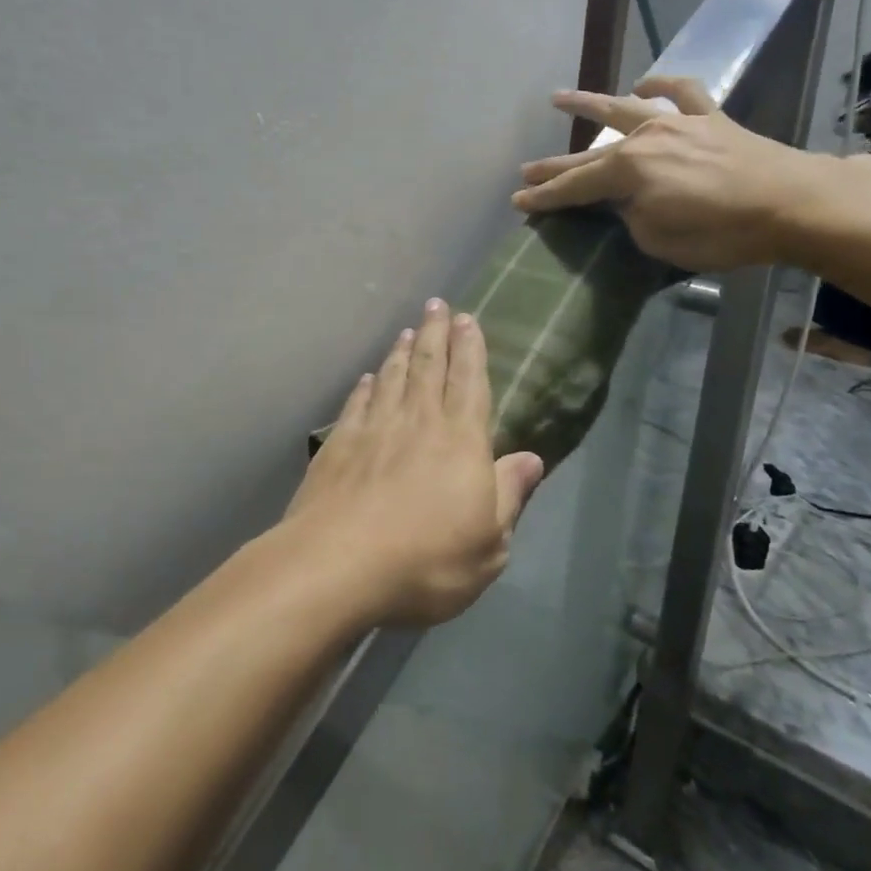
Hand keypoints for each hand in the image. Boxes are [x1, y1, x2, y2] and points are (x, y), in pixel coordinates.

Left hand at [277, 300, 544, 628]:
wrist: (337, 566)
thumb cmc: (426, 561)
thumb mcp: (489, 543)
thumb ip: (510, 495)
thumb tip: (533, 458)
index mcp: (460, 441)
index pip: (469, 382)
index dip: (469, 348)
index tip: (467, 319)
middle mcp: (418, 422)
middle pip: (428, 366)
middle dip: (435, 332)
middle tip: (436, 304)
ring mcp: (373, 429)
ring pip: (392, 377)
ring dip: (401, 351)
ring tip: (407, 330)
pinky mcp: (337, 445)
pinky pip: (357, 403)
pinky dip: (365, 386)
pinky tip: (368, 378)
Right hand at [511, 75, 827, 272]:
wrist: (794, 203)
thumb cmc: (723, 232)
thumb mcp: (660, 240)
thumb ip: (632, 218)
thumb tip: (628, 203)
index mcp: (630, 170)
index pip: (576, 186)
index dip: (546, 196)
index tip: (518, 201)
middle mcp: (646, 137)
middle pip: (590, 152)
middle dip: (556, 164)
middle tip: (525, 170)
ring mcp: (678, 123)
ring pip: (624, 108)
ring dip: (590, 103)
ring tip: (559, 98)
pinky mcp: (710, 118)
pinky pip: (681, 92)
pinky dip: (661, 85)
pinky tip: (645, 84)